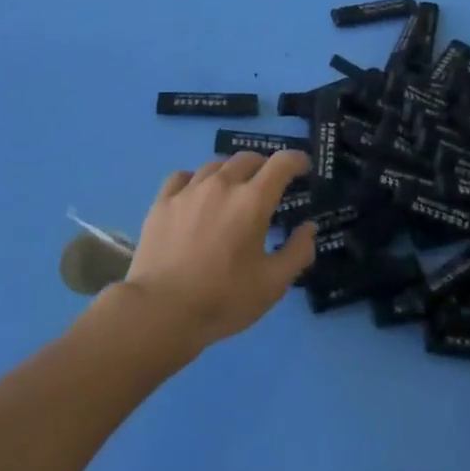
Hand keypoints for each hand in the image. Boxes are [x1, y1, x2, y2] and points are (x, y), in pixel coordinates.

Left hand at [120, 150, 316, 350]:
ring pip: (216, 165)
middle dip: (264, 166)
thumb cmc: (223, 299)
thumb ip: (298, 252)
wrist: (160, 312)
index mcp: (252, 201)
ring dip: (231, 172)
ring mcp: (189, 190)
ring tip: (232, 190)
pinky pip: (183, 176)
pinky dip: (196, 179)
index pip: (281, 163)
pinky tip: (196, 194)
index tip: (303, 166)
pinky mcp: (163, 201)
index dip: (296, 160)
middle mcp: (222, 185)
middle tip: (268, 184)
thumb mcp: (272, 285)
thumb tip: (309, 227)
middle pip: (248, 158)